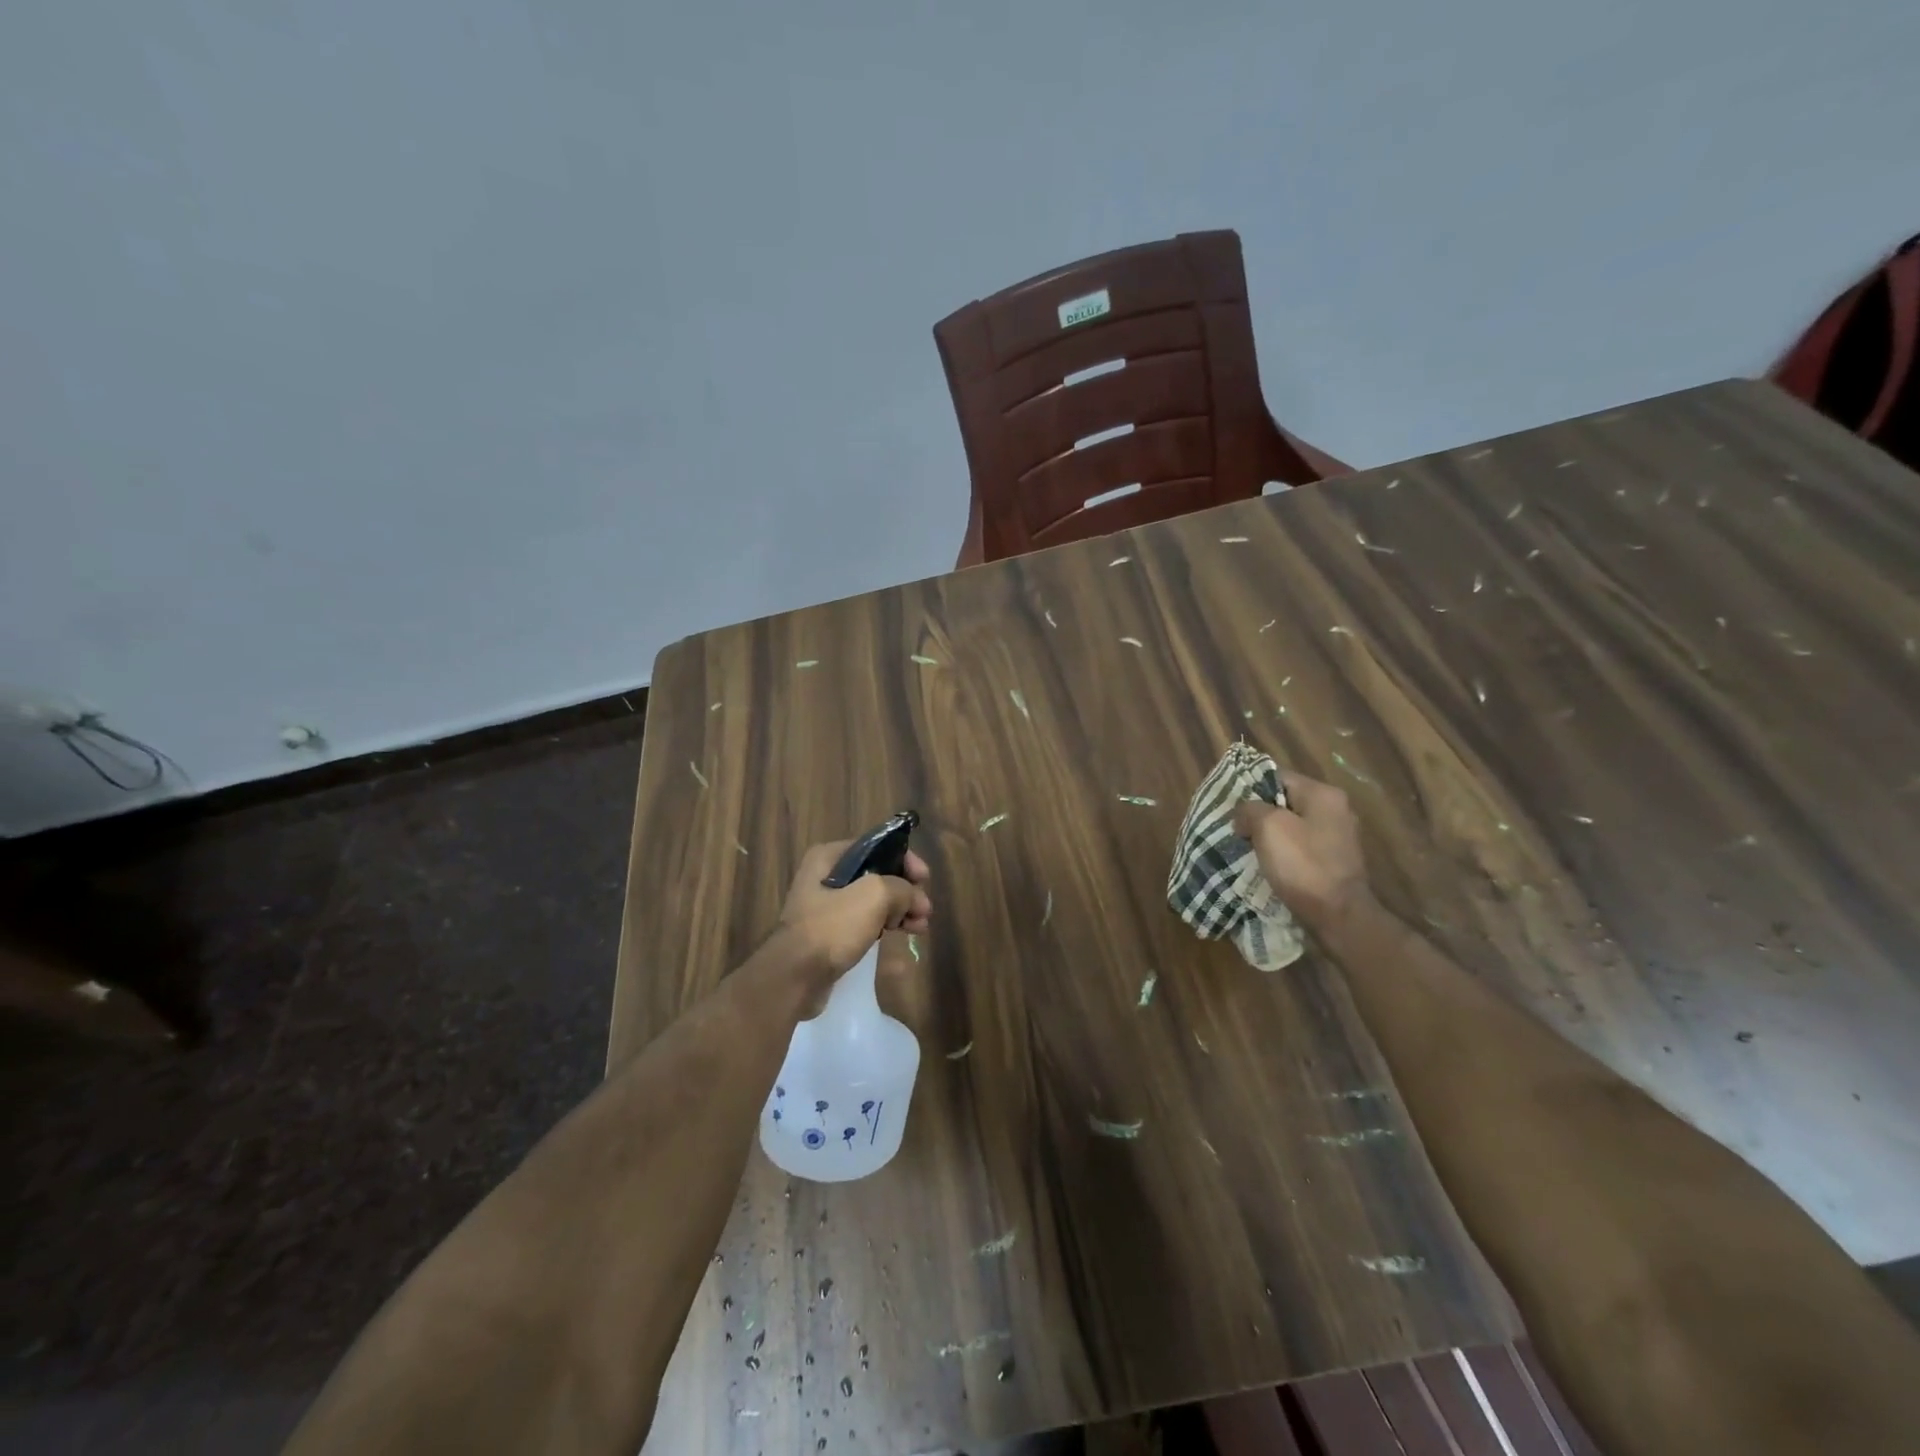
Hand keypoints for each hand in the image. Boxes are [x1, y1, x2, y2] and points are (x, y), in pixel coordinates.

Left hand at [778, 839, 931, 977]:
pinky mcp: (829, 936)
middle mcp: (825, 877)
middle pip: (877, 876)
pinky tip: (902, 940)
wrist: (794, 977)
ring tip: (920, 928)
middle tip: (925, 910)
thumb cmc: (832, 927)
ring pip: (872, 903)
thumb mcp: (873, 896)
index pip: (876, 847)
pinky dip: (884, 929)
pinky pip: (863, 925)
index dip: (904, 860)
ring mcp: (826, 908)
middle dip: (905, 892)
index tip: (925, 879)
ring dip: (899, 912)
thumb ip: (901, 888)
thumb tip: (913, 898)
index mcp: (829, 857)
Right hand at [1232, 771, 1373, 932]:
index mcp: (1323, 794)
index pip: (1278, 777)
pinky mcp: (1335, 862)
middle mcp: (1336, 810)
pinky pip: (1301, 848)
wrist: (1338, 915)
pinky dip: (1283, 853)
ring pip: (1292, 826)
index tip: (1231, 807)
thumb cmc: (1303, 865)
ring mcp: (1338, 837)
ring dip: (1269, 836)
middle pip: (1286, 802)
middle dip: (1259, 815)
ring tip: (1247, 848)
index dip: (1251, 788)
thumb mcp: (1268, 826)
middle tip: (1237, 829)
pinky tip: (1268, 865)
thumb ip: (1250, 809)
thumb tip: (1245, 814)